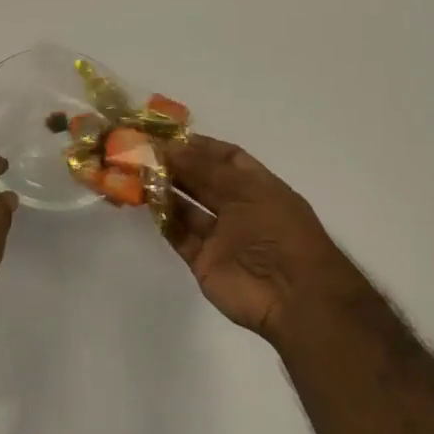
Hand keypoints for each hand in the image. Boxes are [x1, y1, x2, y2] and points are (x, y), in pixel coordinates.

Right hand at [164, 135, 344, 342]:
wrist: (294, 297)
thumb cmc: (279, 233)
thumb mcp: (248, 190)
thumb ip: (207, 168)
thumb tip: (170, 147)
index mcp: (258, 188)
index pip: (228, 158)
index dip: (201, 146)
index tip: (169, 136)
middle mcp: (239, 209)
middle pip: (203, 181)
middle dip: (177, 166)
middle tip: (144, 152)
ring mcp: (221, 237)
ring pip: (187, 208)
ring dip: (166, 191)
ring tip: (139, 174)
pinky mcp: (204, 261)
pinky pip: (180, 236)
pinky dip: (164, 220)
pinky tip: (147, 203)